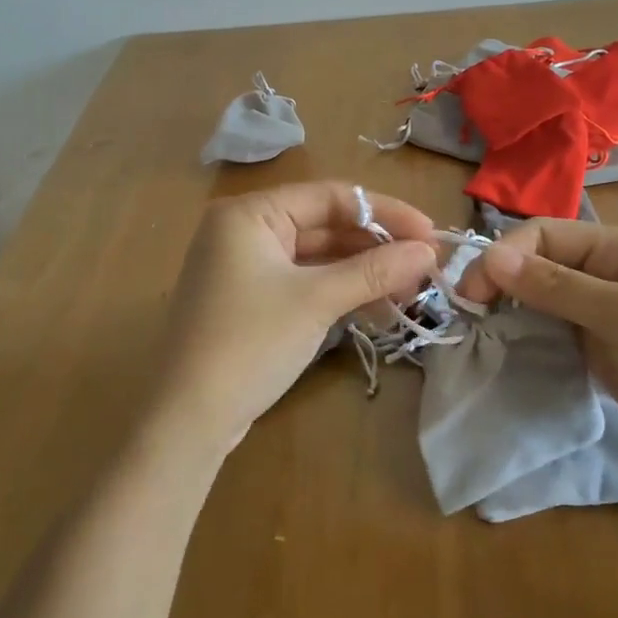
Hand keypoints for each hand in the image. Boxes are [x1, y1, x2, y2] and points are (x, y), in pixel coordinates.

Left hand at [152, 182, 437, 454]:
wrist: (187, 420)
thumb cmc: (249, 344)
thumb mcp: (315, 301)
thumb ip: (373, 270)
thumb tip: (428, 252)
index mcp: (250, 213)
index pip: (330, 197)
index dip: (385, 213)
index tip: (430, 235)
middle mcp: (245, 229)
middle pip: (324, 225)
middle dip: (376, 246)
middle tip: (425, 266)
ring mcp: (246, 266)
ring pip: (318, 257)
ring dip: (363, 272)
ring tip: (411, 291)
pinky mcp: (252, 299)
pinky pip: (304, 281)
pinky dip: (339, 292)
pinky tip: (378, 308)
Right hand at [457, 220, 617, 506]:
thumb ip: (557, 286)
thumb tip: (491, 255)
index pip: (544, 234)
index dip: (502, 256)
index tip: (470, 296)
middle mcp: (611, 274)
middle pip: (540, 263)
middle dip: (502, 282)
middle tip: (470, 318)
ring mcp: (609, 315)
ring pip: (544, 299)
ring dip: (513, 310)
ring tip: (484, 335)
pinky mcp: (607, 352)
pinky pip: (557, 331)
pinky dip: (531, 336)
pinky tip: (513, 352)